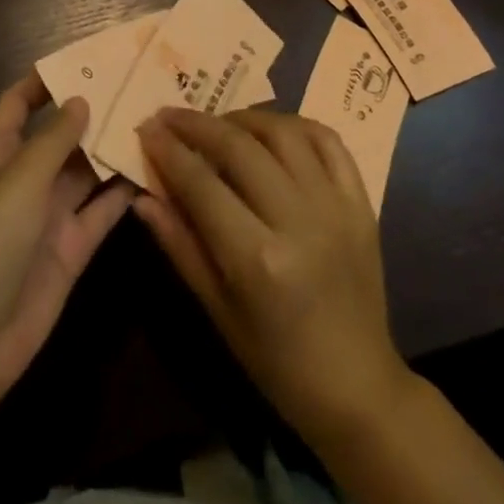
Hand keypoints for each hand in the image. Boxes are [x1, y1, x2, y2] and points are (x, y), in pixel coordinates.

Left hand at [0, 74, 132, 410]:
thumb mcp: (16, 183)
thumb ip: (53, 140)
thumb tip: (80, 99)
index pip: (19, 103)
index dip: (45, 80)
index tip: (87, 59)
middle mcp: (24, 179)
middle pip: (62, 135)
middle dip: (95, 112)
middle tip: (141, 86)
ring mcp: (48, 216)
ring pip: (88, 171)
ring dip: (115, 149)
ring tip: (159, 120)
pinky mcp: (71, 249)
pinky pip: (102, 211)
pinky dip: (125, 193)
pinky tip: (158, 172)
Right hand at [133, 107, 410, 449]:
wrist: (358, 387)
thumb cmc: (277, 361)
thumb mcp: (218, 312)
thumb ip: (180, 246)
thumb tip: (143, 196)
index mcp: (258, 260)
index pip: (202, 184)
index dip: (169, 151)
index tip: (146, 128)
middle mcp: (298, 221)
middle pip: (240, 147)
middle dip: (197, 124)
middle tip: (170, 115)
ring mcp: (335, 207)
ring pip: (284, 133)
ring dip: (244, 118)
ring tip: (219, 123)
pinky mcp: (361, 203)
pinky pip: (328, 142)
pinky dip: (296, 126)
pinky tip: (272, 131)